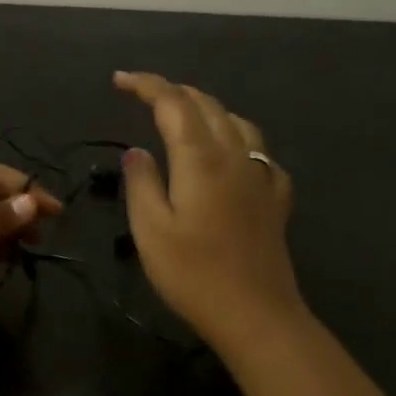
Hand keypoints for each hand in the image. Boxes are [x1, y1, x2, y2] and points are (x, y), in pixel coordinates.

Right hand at [114, 71, 302, 345]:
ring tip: (187, 114)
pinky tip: (233, 156)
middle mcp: (235, 156)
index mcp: (200, 158)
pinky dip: (239, 141)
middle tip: (144, 94)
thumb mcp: (150, 229)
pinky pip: (260, 154)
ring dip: (208, 109)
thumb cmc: (193, 274)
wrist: (256, 315)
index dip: (146, 85)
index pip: (173, 104)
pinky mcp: (275, 200)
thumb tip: (138, 152)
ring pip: (238, 123)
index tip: (119, 80)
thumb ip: (141, 182)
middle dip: (174, 92)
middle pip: (208, 106)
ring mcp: (261, 177)